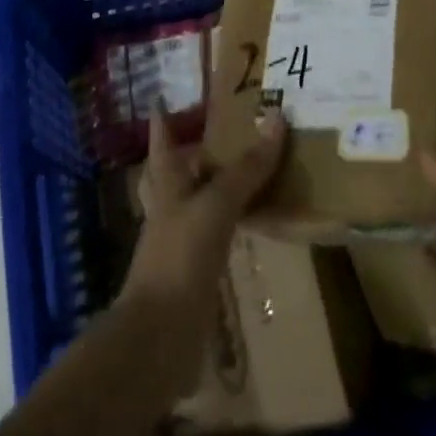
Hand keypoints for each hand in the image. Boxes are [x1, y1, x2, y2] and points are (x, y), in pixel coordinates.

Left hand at [119, 106, 286, 392]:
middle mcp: (170, 209)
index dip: (162, 121)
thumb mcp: (216, 205)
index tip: (162, 97)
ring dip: (215, 185)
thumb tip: (277, 118)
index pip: (162, 144)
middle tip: (216, 128)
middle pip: (175, 172)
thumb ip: (247, 168)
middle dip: (190, 151)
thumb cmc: (180, 257)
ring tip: (242, 167)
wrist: (159, 338)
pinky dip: (230, 222)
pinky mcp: (195, 271)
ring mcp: (180, 242)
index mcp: (167, 186)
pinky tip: (249, 219)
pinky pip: (215, 234)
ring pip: (197, 202)